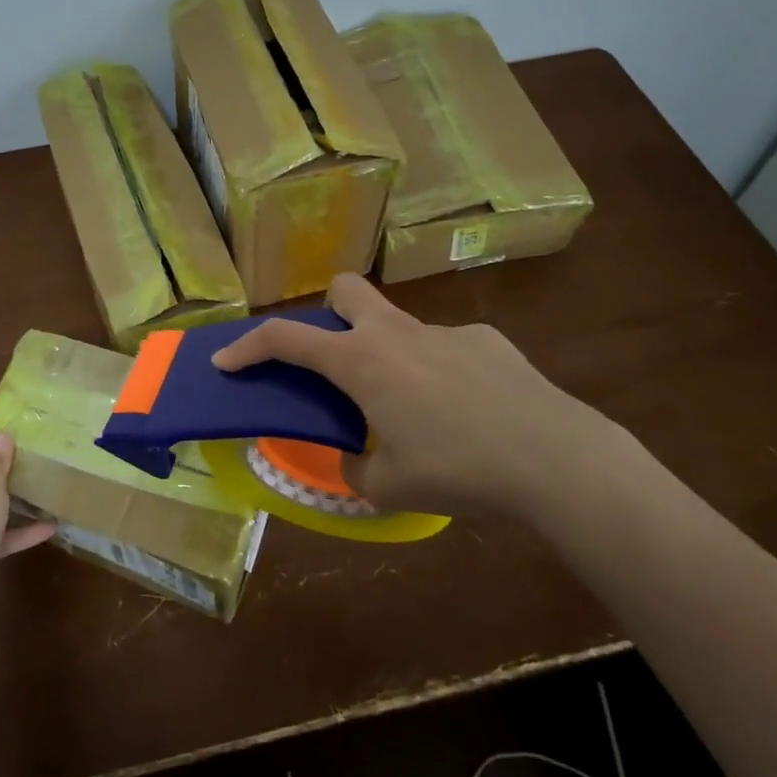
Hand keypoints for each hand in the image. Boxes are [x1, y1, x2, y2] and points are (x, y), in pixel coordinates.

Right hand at [212, 274, 634, 517]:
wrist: (551, 459)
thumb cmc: (457, 469)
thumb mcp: (390, 486)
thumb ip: (359, 467)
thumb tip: (357, 457)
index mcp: (362, 361)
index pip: (286, 338)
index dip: (248, 347)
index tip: (225, 360)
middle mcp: (396, 333)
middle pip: (344, 290)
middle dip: (327, 313)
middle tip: (336, 361)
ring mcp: (443, 330)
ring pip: (398, 324)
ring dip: (388, 354)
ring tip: (413, 408)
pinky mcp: (486, 340)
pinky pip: (445, 348)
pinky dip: (439, 372)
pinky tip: (468, 411)